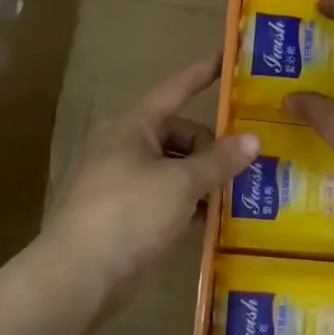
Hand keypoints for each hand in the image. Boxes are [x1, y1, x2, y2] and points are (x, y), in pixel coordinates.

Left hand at [43, 55, 258, 309]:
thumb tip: (253, 139)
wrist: (80, 274)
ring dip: (203, 181)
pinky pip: (165, 199)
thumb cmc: (130, 212)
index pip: (174, 90)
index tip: (225, 60)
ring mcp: (122, 183)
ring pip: (173, 170)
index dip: (201, 75)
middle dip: (211, 150)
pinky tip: (213, 222)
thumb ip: (219, 160)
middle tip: (244, 169)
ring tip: (238, 196)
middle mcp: (125, 148)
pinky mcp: (125, 216)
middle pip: (178, 135)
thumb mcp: (182, 183)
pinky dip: (188, 206)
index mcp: (132, 127)